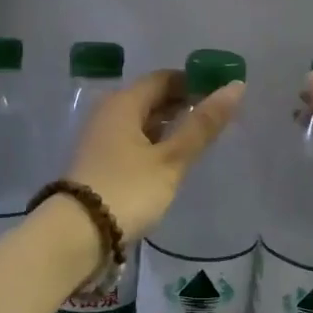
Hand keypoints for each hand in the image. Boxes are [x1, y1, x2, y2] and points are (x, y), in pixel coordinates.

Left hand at [66, 69, 243, 244]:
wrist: (76, 234)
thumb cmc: (128, 190)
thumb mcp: (171, 159)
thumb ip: (202, 125)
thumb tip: (235, 87)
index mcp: (123, 102)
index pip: (164, 78)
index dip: (194, 82)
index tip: (221, 96)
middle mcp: (108, 112)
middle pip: (151, 98)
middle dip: (183, 104)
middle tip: (217, 120)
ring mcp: (101, 138)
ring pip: (141, 121)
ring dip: (169, 126)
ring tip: (200, 140)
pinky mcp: (99, 162)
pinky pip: (132, 141)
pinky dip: (154, 143)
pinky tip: (172, 160)